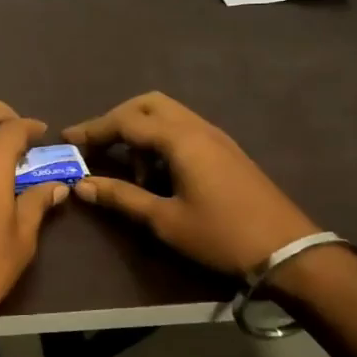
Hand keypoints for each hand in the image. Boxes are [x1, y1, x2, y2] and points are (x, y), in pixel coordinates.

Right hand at [63, 92, 316, 277]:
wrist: (289, 252)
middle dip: (117, 119)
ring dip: (140, 131)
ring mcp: (216, 138)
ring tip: (128, 170)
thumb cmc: (221, 236)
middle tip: (96, 146)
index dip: (93, 129)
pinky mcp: (225, 152)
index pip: (126, 121)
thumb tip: (82, 185)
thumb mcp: (164, 221)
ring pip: (167, 115)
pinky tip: (156, 174)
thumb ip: (121, 198)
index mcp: (180, 140)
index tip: (67, 139)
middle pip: (148, 104)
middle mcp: (198, 128)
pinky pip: (183, 130)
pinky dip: (160, 141)